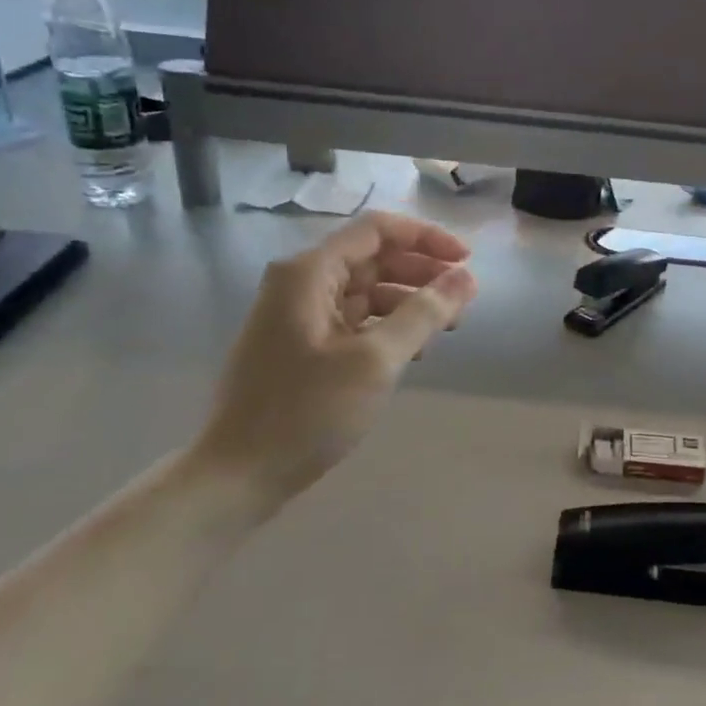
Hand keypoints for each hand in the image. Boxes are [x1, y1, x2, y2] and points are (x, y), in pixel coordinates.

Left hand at [190, 211, 476, 514]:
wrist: (238, 475)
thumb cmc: (307, 412)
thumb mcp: (375, 361)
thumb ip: (424, 314)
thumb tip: (467, 278)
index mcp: (310, 272)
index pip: (377, 230)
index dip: (427, 239)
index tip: (467, 263)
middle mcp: (301, 283)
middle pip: (374, 258)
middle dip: (422, 273)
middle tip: (462, 302)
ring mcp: (299, 315)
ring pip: (367, 290)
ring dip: (409, 302)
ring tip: (446, 329)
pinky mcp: (303, 345)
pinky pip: (355, 320)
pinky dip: (388, 327)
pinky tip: (413, 352)